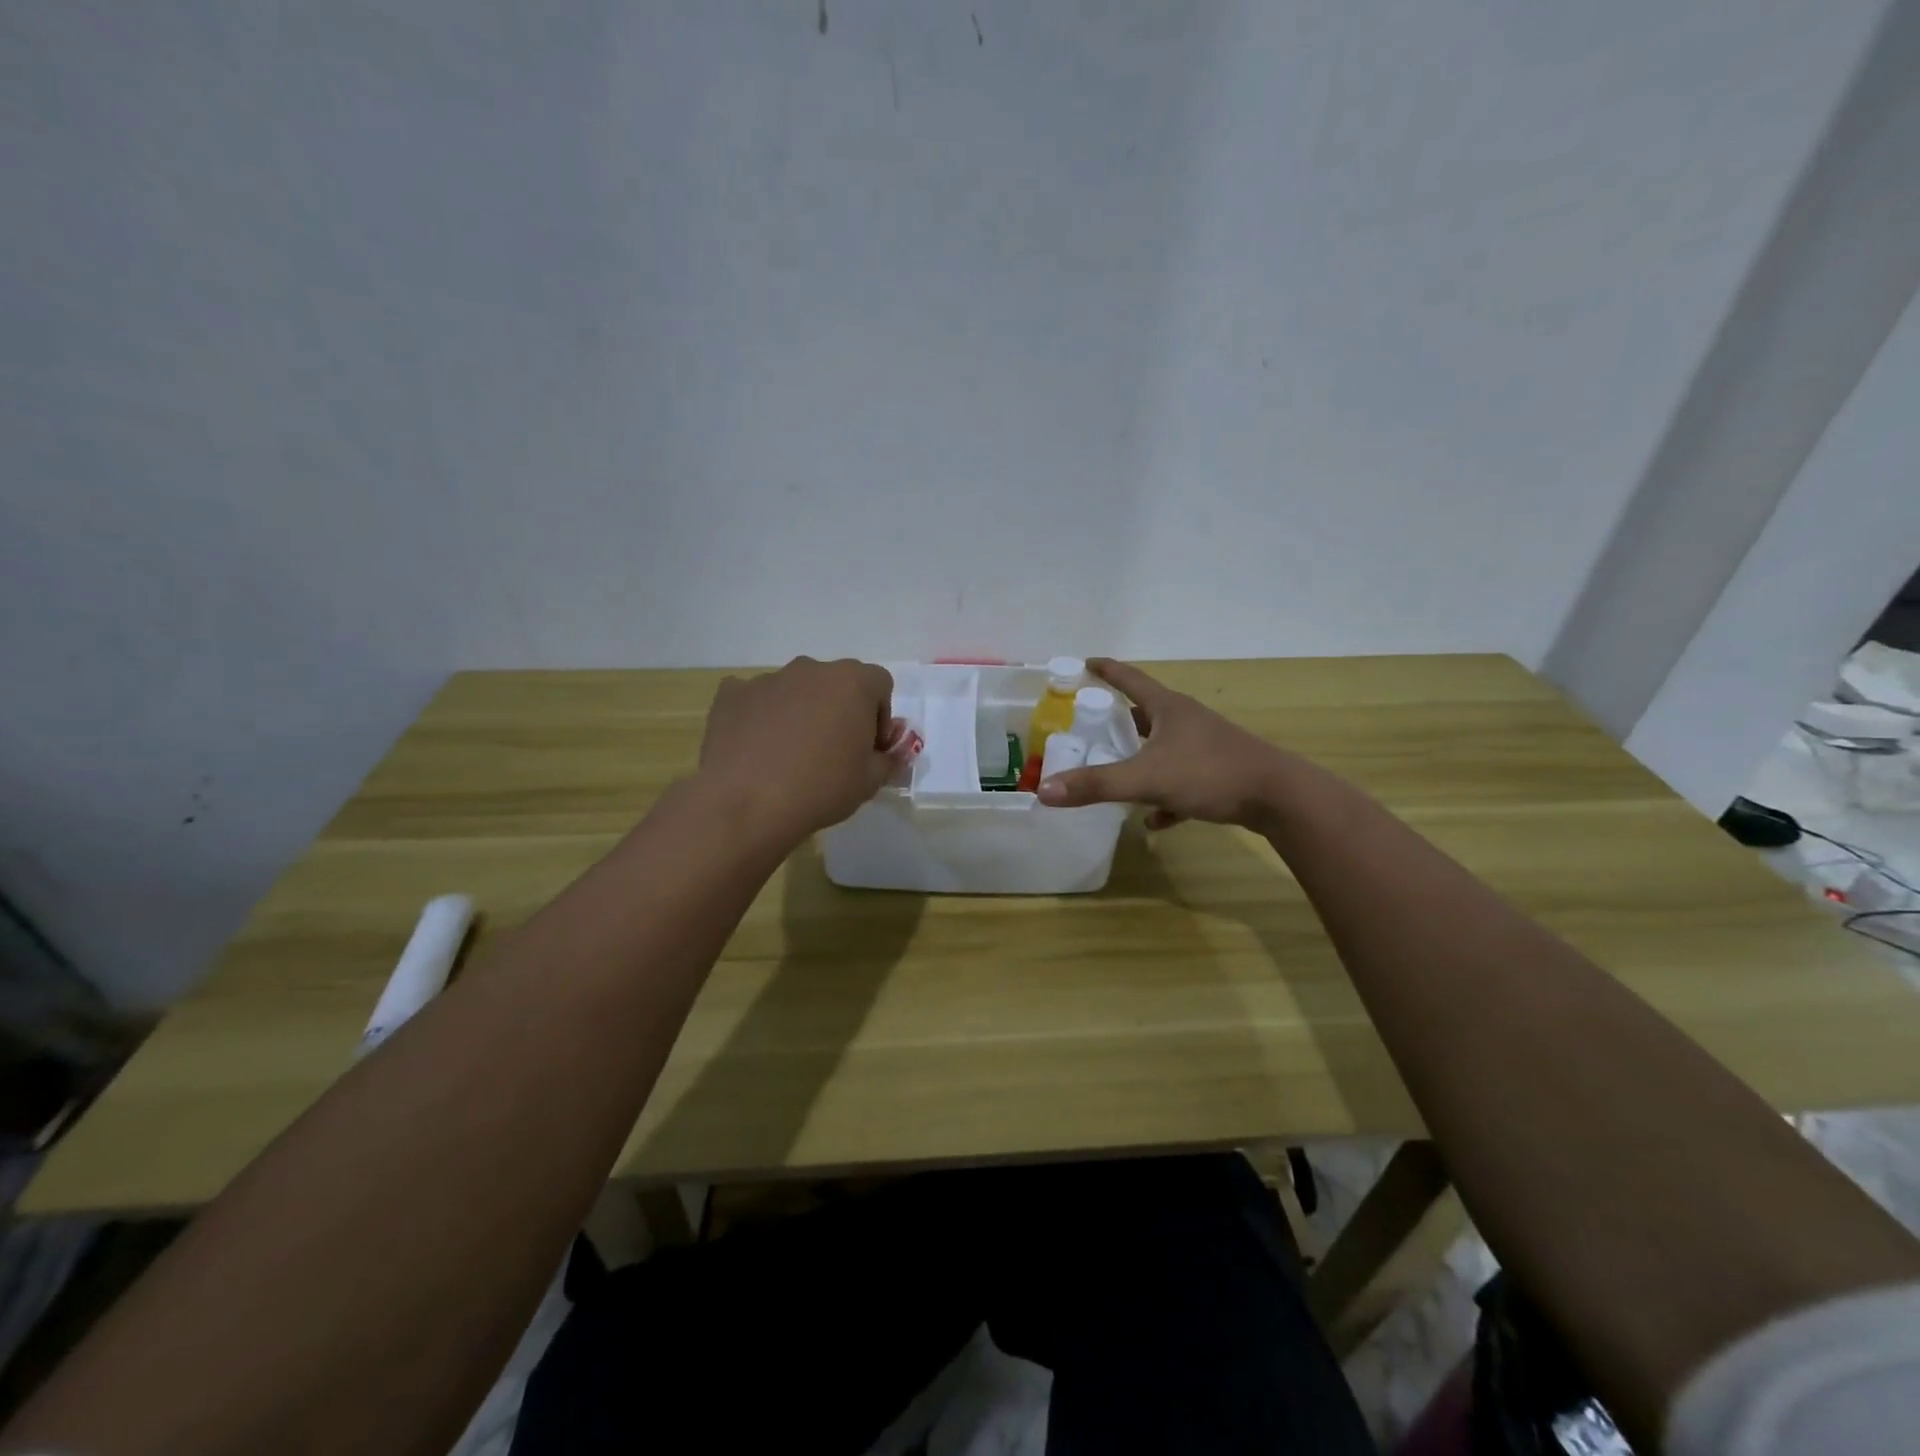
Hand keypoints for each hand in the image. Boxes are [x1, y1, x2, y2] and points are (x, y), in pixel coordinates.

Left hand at [698, 657, 903, 843]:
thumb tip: (892, 753)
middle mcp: (811, 669)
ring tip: (791, 753)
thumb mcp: (870, 782)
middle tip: (833, 750)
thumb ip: (889, 760)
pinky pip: (756, 698)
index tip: (870, 747)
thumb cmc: (821, 788)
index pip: (879, 684)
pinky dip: (761, 715)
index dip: (880, 715)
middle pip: (836, 682)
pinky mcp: (732, 694)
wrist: (747, 803)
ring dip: (801, 711)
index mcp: (852, 682)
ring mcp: (769, 679)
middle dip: (840, 709)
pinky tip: (757, 747)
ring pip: (796, 690)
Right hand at [1036, 658, 1293, 830]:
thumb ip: (1096, 785)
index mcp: (1168, 708)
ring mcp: (1205, 746)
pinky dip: (1164, 797)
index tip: (1085, 663)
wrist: (1279, 797)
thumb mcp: (1146, 779)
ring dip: (1140, 759)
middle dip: (1118, 721)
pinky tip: (1155, 820)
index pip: (1129, 679)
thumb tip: (1045, 791)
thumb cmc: (1209, 773)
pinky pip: (1182, 780)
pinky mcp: (1219, 773)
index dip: (1105, 670)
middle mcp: (1186, 721)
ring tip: (1115, 774)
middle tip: (1091, 727)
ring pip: (1163, 748)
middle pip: (1145, 713)